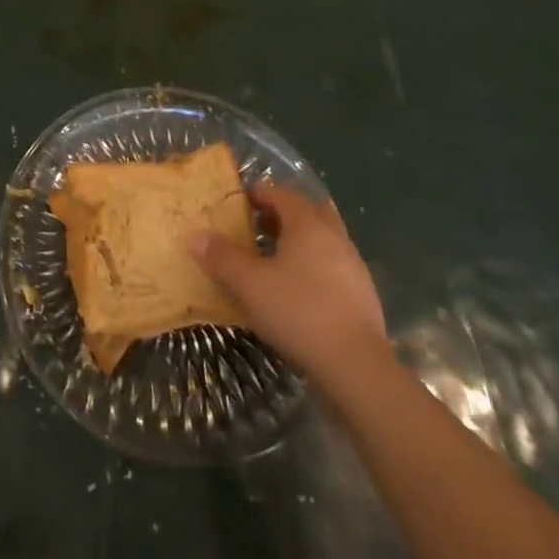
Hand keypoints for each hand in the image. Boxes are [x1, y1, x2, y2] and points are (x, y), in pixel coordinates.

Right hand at [189, 182, 386, 381]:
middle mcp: (334, 237)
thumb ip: (222, 257)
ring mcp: (353, 266)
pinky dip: (314, 266)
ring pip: (324, 239)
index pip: (283, 195)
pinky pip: (333, 266)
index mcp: (308, 225)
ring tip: (275, 257)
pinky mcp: (362, 295)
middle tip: (259, 224)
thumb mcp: (250, 284)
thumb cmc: (298, 312)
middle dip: (284, 213)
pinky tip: (299, 289)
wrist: (356, 366)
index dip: (261, 193)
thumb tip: (195, 235)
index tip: (242, 200)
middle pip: (309, 211)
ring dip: (301, 240)